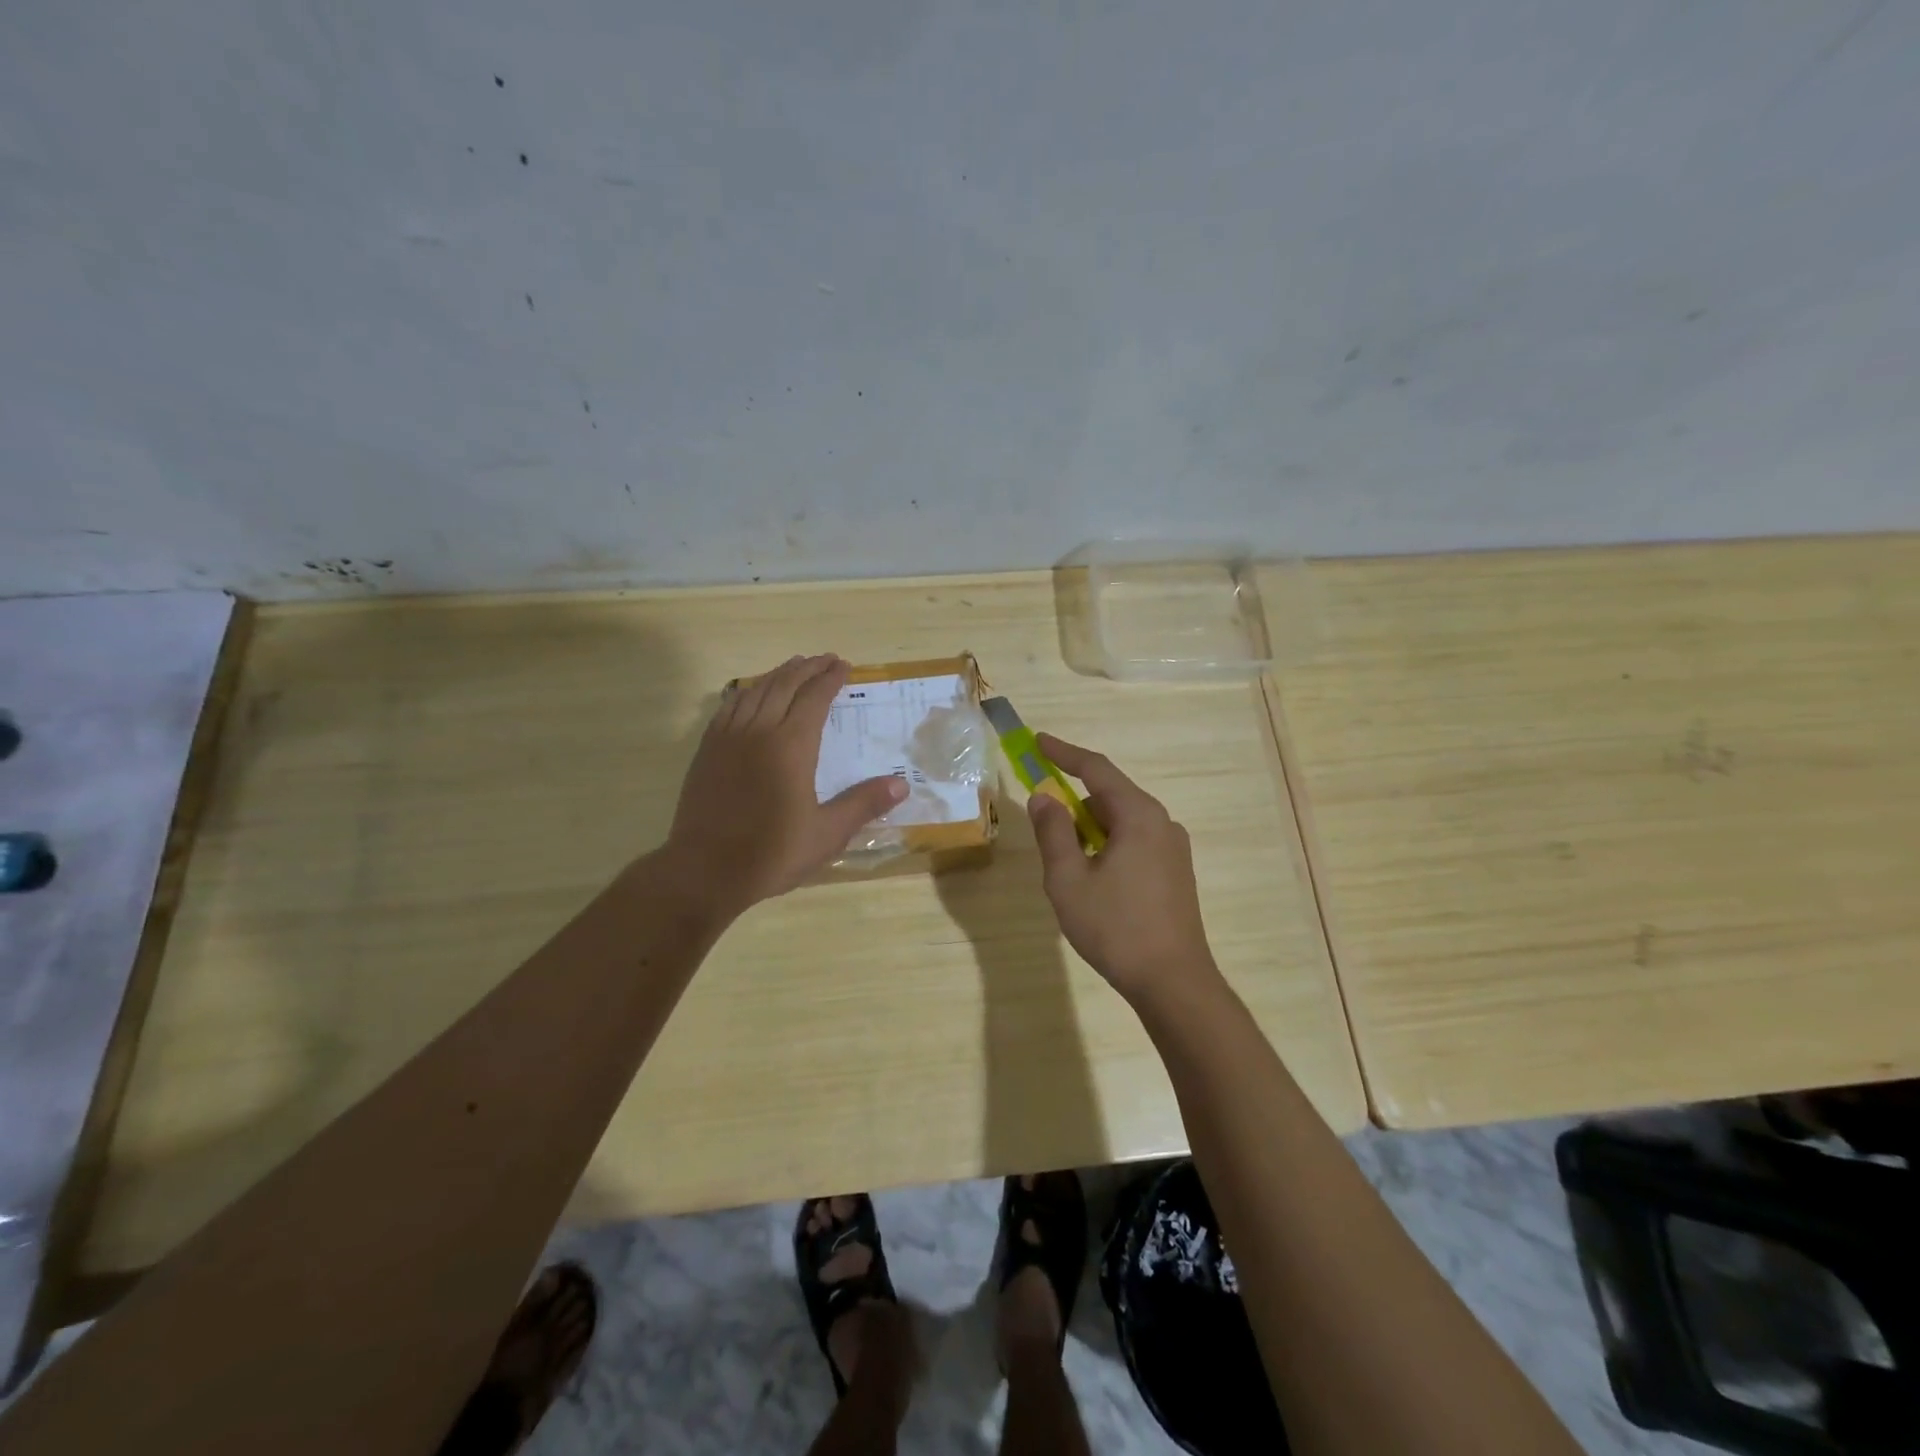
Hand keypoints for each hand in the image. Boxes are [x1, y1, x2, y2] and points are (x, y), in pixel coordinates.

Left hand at [663, 655, 905, 917]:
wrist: (705, 871)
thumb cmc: (771, 853)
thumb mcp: (827, 834)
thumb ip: (863, 804)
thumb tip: (901, 784)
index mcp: (791, 746)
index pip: (814, 698)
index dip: (830, 679)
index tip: (844, 667)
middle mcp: (759, 731)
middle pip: (785, 685)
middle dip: (807, 668)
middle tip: (826, 659)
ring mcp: (728, 738)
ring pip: (755, 690)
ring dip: (778, 674)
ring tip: (794, 667)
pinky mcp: (708, 750)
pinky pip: (729, 706)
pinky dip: (747, 691)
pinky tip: (752, 693)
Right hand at [1026, 734, 1217, 1005]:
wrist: (1173, 981)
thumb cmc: (1115, 927)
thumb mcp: (1068, 879)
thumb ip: (1053, 832)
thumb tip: (1044, 797)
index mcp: (1138, 816)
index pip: (1096, 769)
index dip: (1064, 753)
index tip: (1038, 742)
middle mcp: (1162, 823)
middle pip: (1111, 796)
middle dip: (1075, 802)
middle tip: (1045, 822)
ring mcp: (1174, 849)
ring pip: (1123, 822)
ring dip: (1091, 829)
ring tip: (1068, 864)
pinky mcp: (1176, 872)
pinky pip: (1136, 842)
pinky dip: (1109, 846)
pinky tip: (1095, 880)